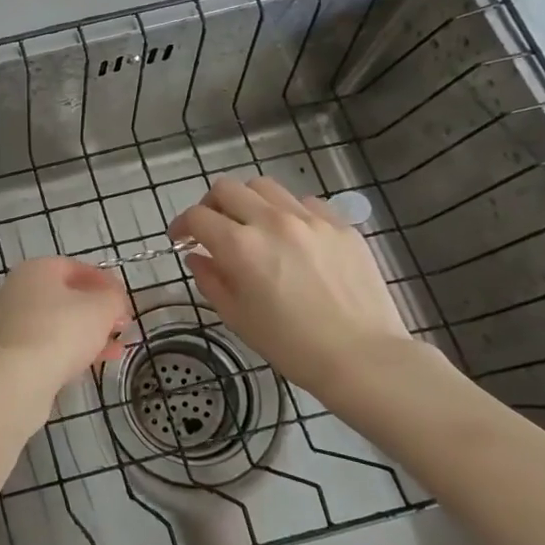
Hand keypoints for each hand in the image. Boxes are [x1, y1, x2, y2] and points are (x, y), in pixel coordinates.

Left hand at [0, 256, 131, 399]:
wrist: (18, 376)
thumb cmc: (62, 330)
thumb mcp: (101, 309)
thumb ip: (113, 299)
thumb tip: (113, 300)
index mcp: (35, 269)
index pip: (75, 268)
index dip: (104, 282)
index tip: (124, 300)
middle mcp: (15, 288)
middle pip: (63, 296)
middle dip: (96, 311)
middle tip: (120, 326)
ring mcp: (6, 320)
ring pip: (54, 322)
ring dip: (86, 333)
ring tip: (114, 350)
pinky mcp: (4, 349)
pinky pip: (42, 343)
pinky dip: (66, 349)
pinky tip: (90, 364)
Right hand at [169, 176, 413, 396]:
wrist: (363, 357)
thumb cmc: (291, 345)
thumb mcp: (237, 317)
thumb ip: (211, 280)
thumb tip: (198, 257)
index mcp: (240, 246)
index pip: (197, 216)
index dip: (182, 225)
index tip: (181, 239)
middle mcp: (272, 221)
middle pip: (227, 188)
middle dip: (211, 205)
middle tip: (214, 228)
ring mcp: (310, 219)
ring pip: (266, 187)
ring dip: (249, 202)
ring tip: (254, 226)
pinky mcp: (341, 225)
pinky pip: (305, 202)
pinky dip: (288, 212)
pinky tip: (293, 237)